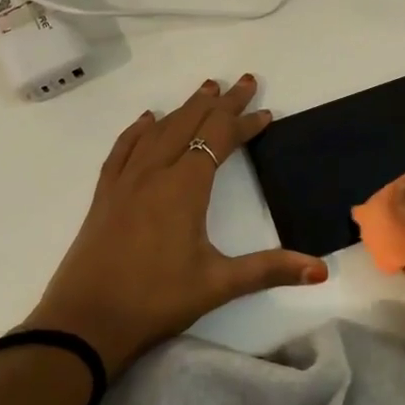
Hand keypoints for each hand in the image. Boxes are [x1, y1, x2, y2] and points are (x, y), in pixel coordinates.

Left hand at [25, 75, 326, 375]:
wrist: (84, 323)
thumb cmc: (155, 301)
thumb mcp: (218, 284)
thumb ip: (269, 270)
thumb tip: (320, 268)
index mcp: (184, 187)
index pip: (220, 139)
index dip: (245, 123)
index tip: (266, 113)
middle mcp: (154, 173)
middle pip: (190, 123)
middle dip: (220, 102)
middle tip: (244, 81)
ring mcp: (125, 181)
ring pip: (158, 130)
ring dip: (184, 108)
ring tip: (205, 90)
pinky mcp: (105, 195)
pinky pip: (124, 148)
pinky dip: (139, 129)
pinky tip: (146, 120)